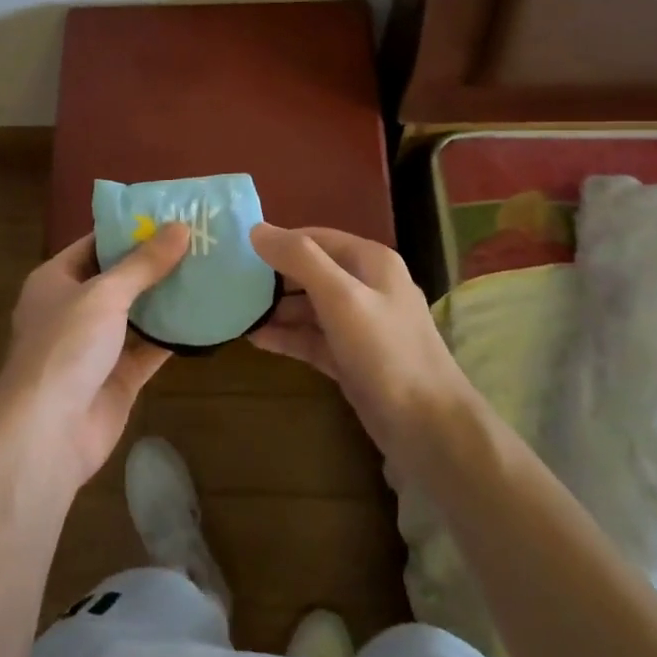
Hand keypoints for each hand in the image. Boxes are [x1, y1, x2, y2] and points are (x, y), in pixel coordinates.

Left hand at [0, 223, 189, 489]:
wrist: (47, 434)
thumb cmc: (65, 348)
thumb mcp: (104, 294)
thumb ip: (143, 264)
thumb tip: (180, 227)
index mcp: (56, 280)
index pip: (96, 243)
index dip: (131, 229)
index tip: (172, 214)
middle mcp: (74, 309)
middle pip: (119, 278)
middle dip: (156, 262)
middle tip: (201, 240)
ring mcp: (96, 346)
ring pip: (138, 313)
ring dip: (168, 297)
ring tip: (210, 270)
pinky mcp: (118, 377)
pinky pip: (150, 348)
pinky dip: (174, 335)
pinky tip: (207, 315)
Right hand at [248, 223, 473, 461]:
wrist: (428, 427)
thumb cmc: (385, 351)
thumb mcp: (341, 297)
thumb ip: (300, 260)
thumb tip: (257, 229)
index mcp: (370, 262)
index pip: (315, 238)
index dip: (278, 242)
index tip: (237, 251)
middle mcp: (366, 286)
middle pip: (311, 272)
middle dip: (273, 278)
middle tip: (228, 284)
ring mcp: (360, 325)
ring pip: (310, 308)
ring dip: (276, 310)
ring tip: (234, 313)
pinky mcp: (352, 359)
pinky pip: (313, 339)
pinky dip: (287, 337)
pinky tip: (255, 339)